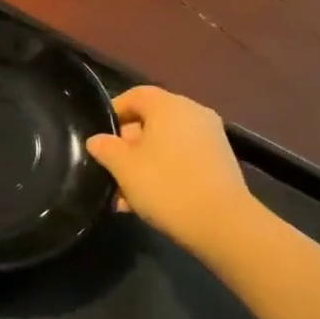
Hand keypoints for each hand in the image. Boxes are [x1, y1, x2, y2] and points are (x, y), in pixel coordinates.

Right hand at [85, 86, 251, 253]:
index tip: (98, 136)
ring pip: (166, 144)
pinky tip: (147, 201)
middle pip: (151, 121)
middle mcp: (193, 113)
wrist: (222, 223)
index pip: (135, 95)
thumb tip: (97, 140)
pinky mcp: (219, 162)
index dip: (114, 111)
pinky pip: (183, 159)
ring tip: (124, 195)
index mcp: (169, 106)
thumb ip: (106, 149)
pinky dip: (164, 172)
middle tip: (109, 170)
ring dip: (143, 164)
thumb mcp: (124, 168)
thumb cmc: (166, 186)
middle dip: (127, 145)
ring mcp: (210, 138)